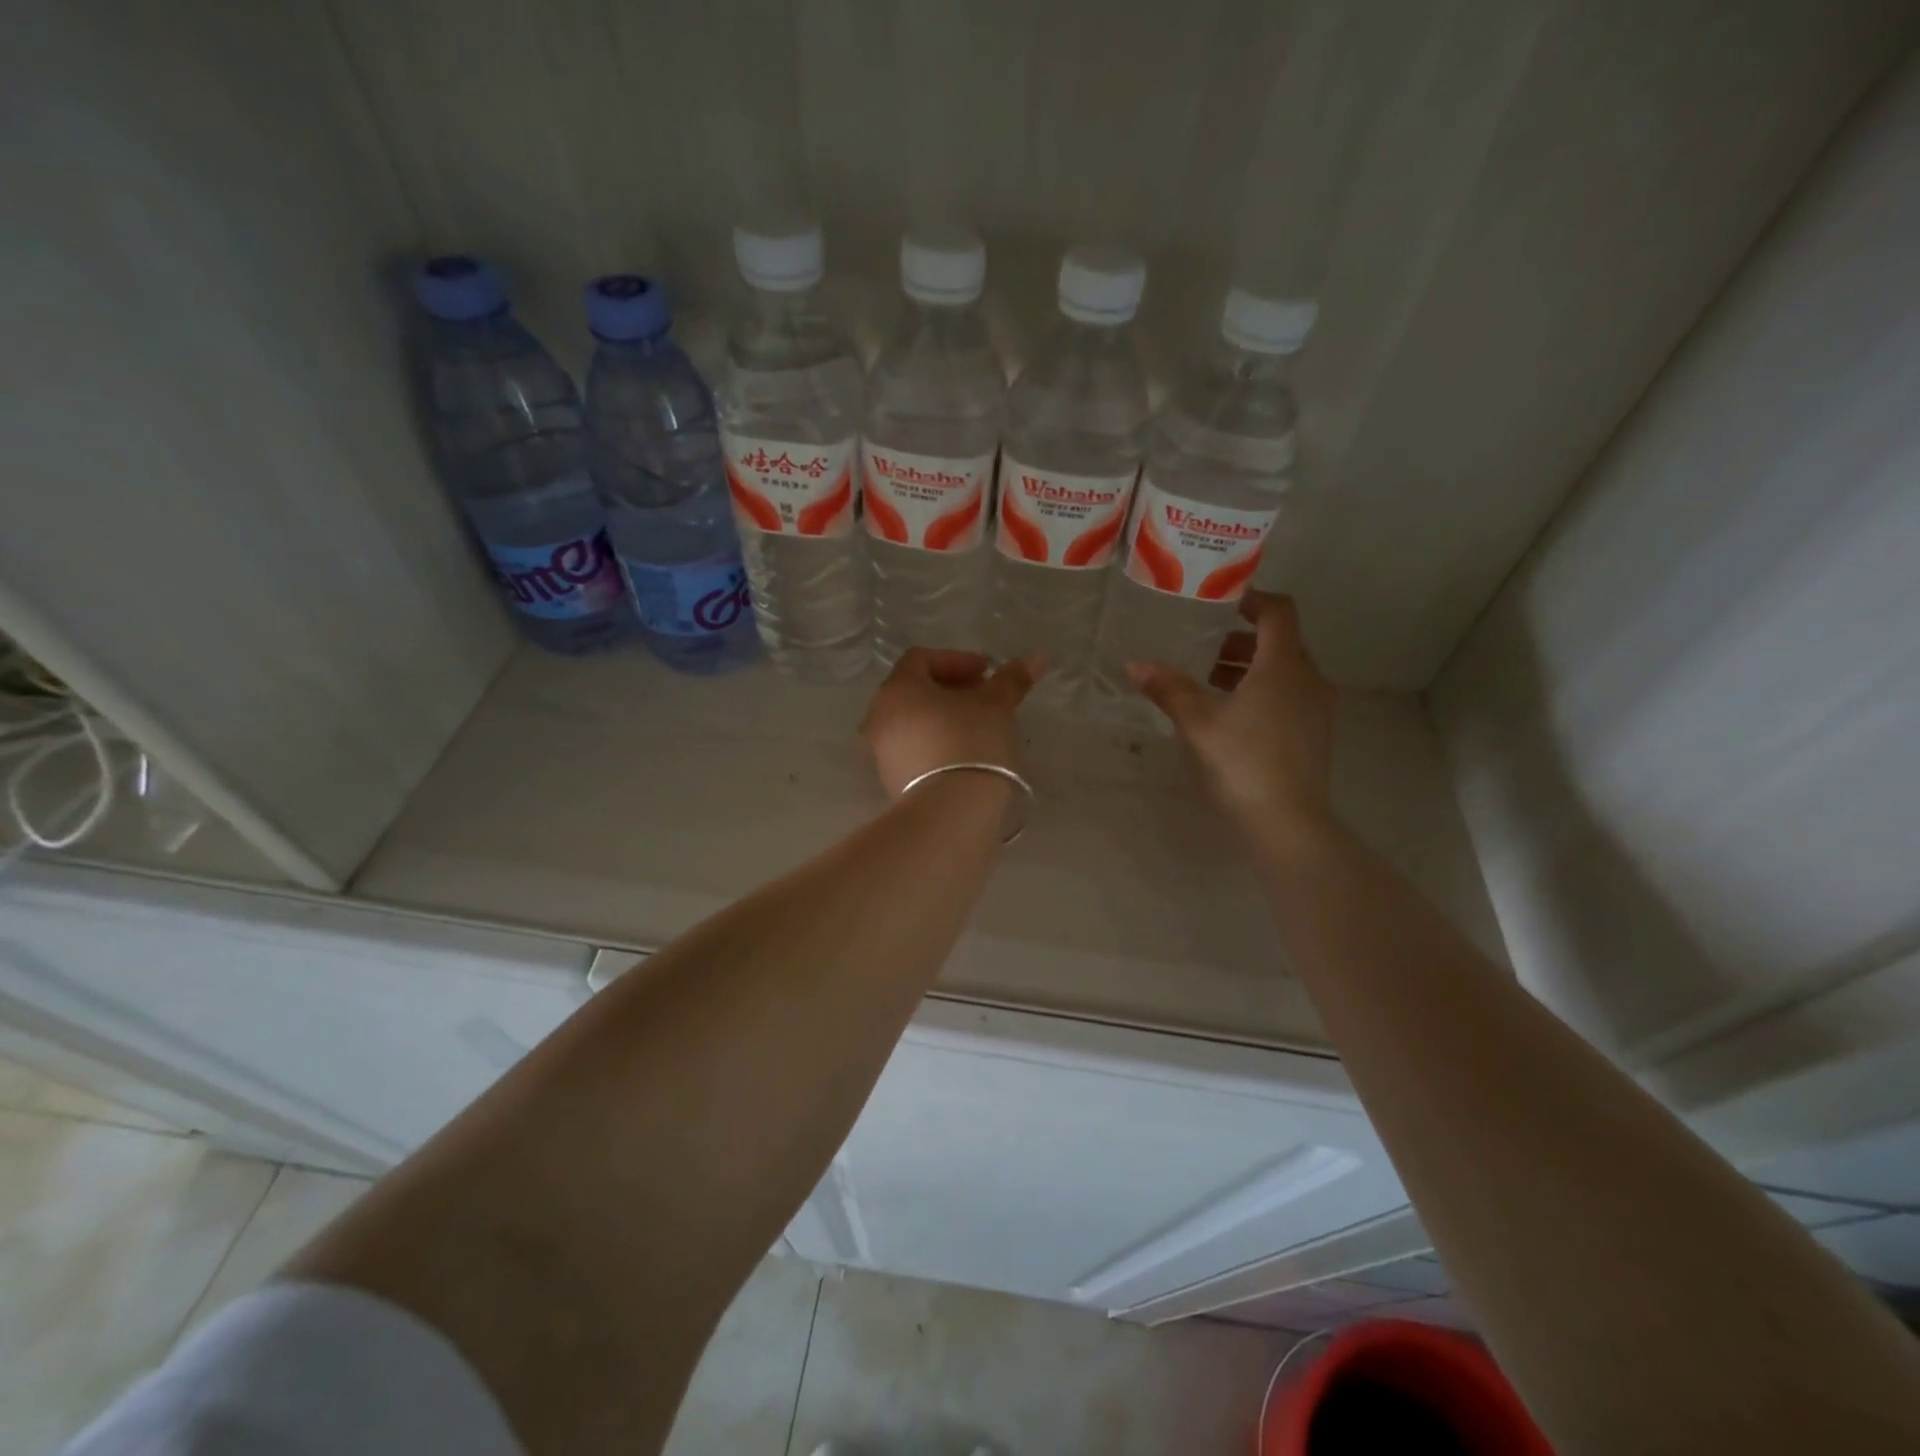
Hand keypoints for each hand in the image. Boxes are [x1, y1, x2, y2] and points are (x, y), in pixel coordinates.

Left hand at [859, 649, 1042, 798]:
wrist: (952, 810)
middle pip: (914, 691)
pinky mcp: (892, 781)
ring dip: (943, 717)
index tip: (988, 673)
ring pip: (913, 722)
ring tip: (978, 727)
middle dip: (950, 689)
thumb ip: (1012, 679)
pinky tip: (964, 755)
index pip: (921, 659)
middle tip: (984, 698)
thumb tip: (1037, 658)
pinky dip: (936, 743)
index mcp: (897, 689)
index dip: (957, 660)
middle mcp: (880, 717)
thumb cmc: (971, 743)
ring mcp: (882, 752)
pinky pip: (914, 750)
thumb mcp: (996, 706)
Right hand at [1127, 593, 1337, 846]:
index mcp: (1284, 666)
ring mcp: (1318, 708)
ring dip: (1249, 669)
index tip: (1219, 603)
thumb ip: (1169, 689)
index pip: (1278, 612)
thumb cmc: (1242, 762)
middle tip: (1201, 649)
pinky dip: (1263, 692)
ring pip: (1284, 671)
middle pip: (1280, 642)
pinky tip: (1231, 717)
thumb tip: (1135, 665)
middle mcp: (1309, 679)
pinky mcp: (1316, 734)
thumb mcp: (1198, 723)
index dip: (1251, 600)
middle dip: (1240, 641)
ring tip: (1209, 685)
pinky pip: (1290, 696)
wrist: (1288, 823)